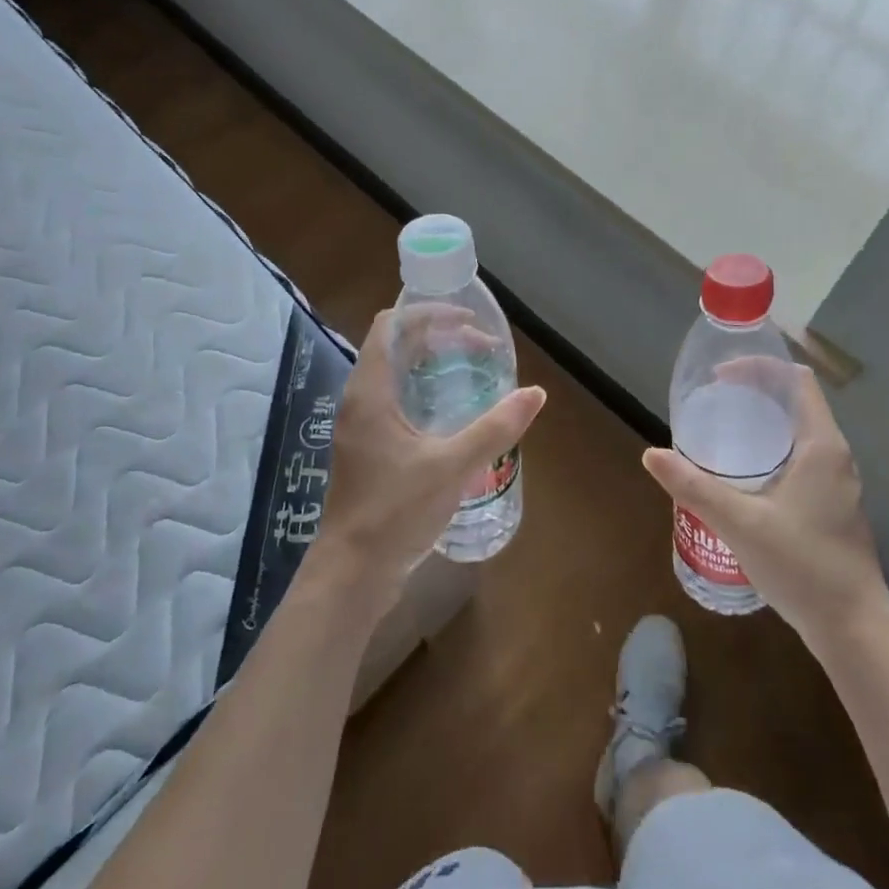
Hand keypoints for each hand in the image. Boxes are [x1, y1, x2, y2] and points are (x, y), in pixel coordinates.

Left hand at [304, 308, 545, 612]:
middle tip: (480, 349)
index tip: (469, 322)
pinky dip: (423, 391)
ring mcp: (360, 426)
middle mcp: (359, 400)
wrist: (353, 573)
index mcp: (370, 392)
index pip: (392, 326)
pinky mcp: (367, 449)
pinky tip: (452, 414)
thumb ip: (495, 428)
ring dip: (430, 365)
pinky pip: (395, 401)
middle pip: (395, 347)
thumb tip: (535, 393)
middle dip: (437, 338)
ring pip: (395, 374)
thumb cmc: (396, 513)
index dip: (428, 314)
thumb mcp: (452, 466)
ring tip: (471, 372)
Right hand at [643, 365, 888, 632]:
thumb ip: (695, 487)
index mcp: (821, 445)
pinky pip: (800, 457)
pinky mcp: (831, 505)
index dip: (759, 367)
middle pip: (796, 402)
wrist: (854, 630)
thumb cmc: (803, 566)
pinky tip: (743, 476)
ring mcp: (837, 483)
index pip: (796, 380)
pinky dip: (771, 449)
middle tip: (713, 402)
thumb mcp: (740, 523)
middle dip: (755, 392)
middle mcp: (834, 456)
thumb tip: (651, 454)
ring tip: (721, 433)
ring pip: (798, 432)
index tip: (720, 376)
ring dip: (763, 422)